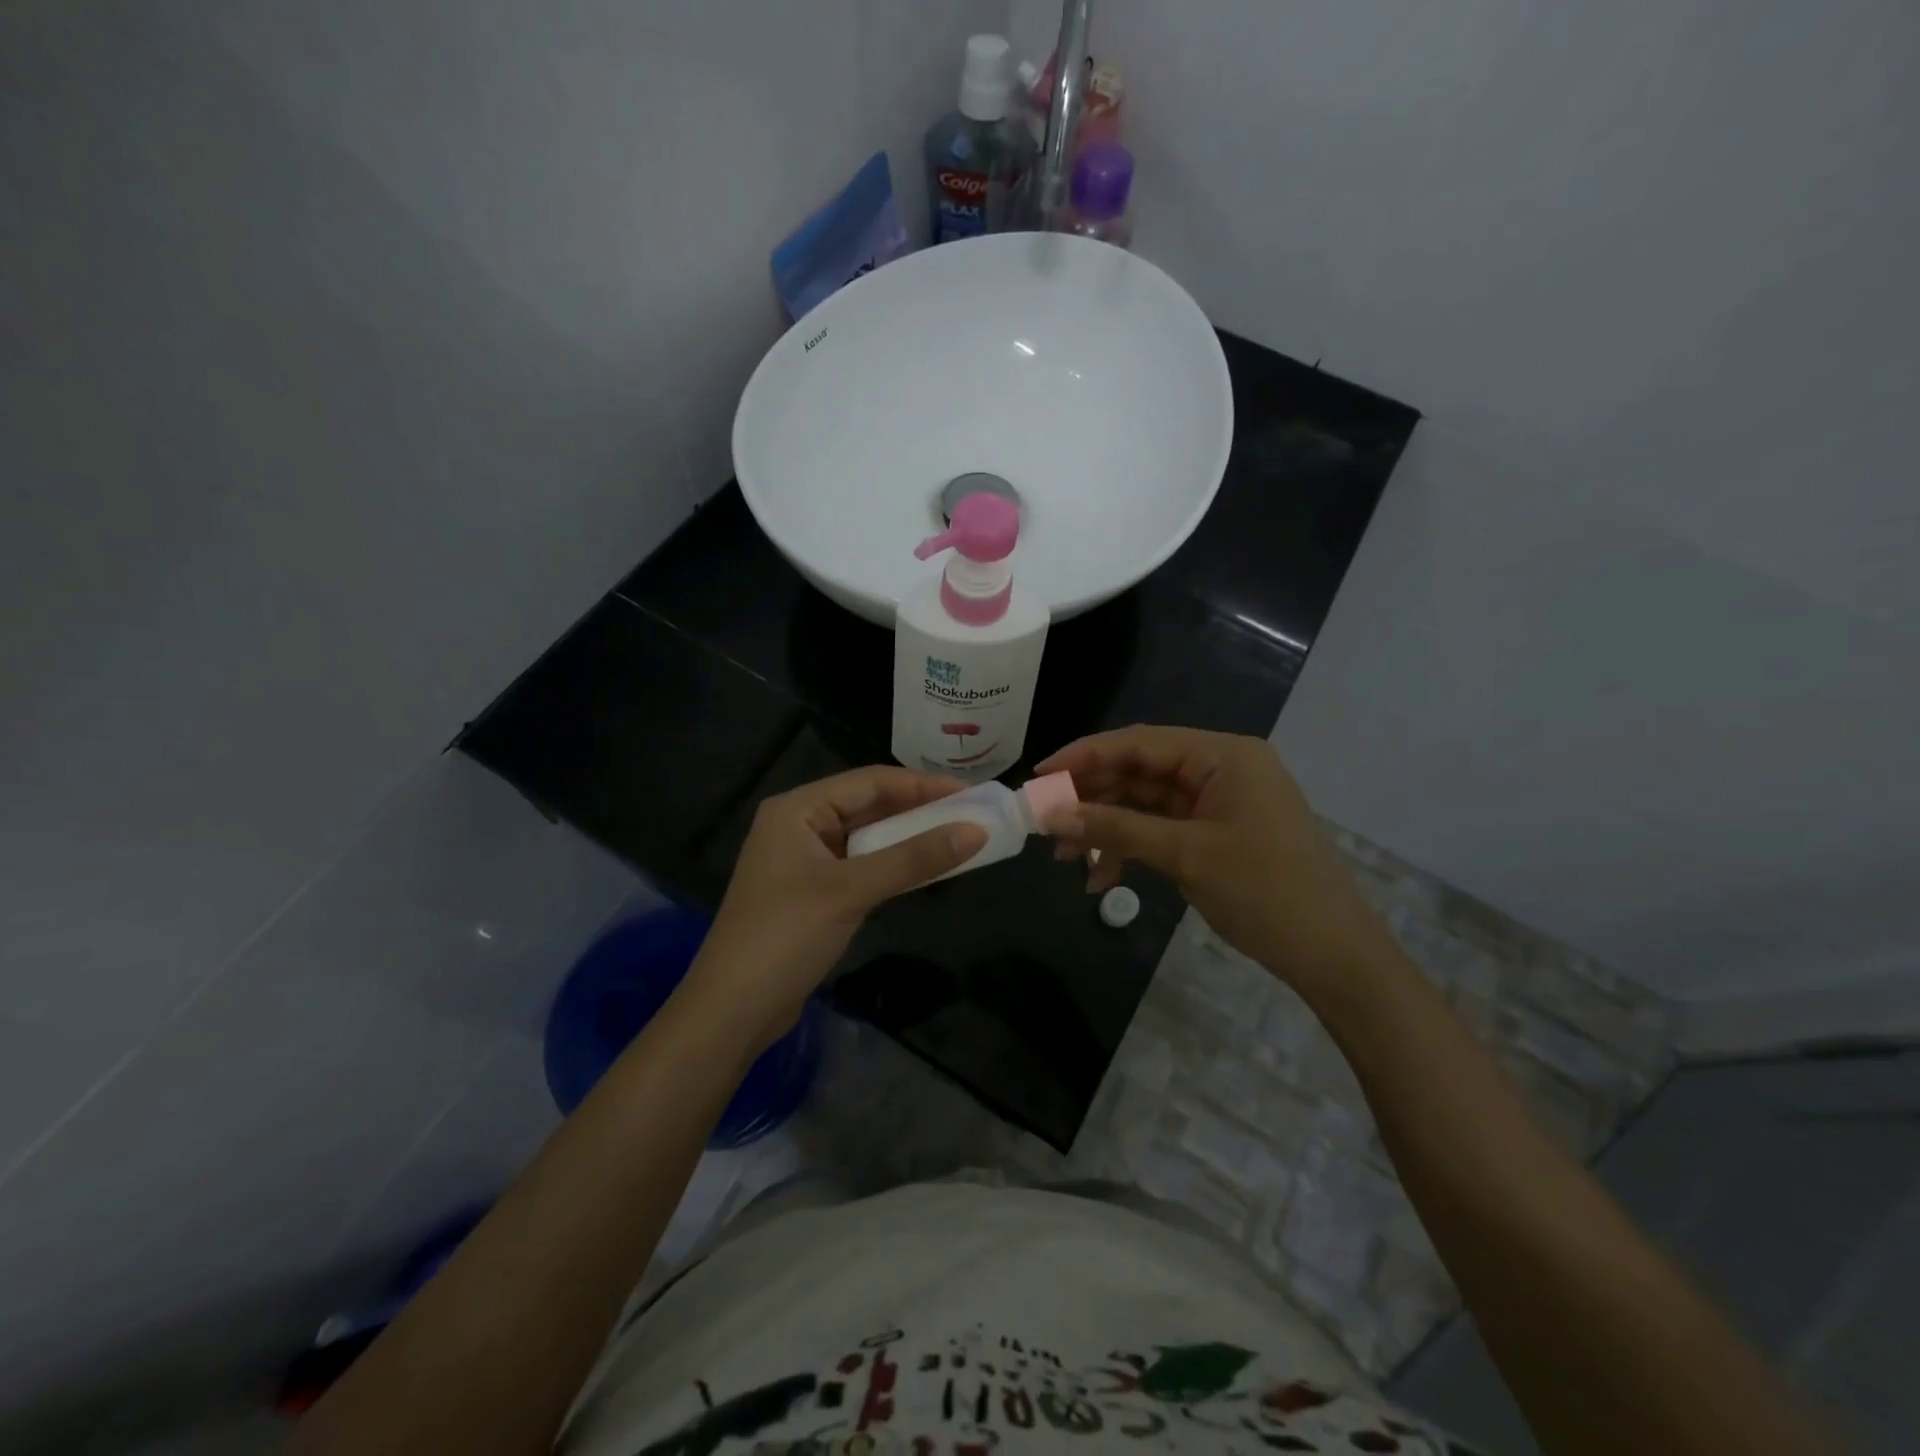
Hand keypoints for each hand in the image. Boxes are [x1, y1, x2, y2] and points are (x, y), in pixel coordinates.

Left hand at [679, 766, 987, 1051]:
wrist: (731, 1012)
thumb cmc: (785, 937)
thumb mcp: (851, 891)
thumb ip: (913, 859)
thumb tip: (976, 832)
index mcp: (797, 809)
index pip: (870, 781)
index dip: (923, 785)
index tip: (971, 792)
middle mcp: (799, 825)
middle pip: (869, 805)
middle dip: (919, 810)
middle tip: (972, 814)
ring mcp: (805, 860)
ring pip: (868, 837)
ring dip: (909, 838)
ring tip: (958, 837)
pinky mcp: (814, 891)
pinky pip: (862, 865)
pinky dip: (893, 865)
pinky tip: (925, 868)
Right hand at [1037, 726, 1393, 995]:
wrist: (1333, 955)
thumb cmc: (1264, 891)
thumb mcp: (1185, 855)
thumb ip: (1116, 827)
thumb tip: (1053, 813)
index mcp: (1223, 755)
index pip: (1140, 742)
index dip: (1085, 756)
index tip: (1039, 776)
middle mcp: (1220, 768)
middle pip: (1139, 771)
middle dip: (1092, 799)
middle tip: (1047, 823)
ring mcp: (1219, 802)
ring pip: (1145, 803)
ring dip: (1106, 827)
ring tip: (1067, 857)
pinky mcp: (1216, 832)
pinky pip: (1161, 829)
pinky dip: (1131, 848)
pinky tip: (1103, 877)